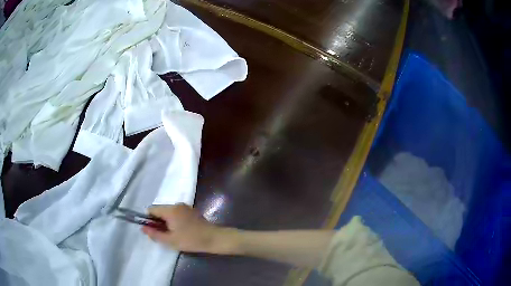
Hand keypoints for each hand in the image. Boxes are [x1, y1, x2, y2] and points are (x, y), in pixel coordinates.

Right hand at [142, 204, 237, 253]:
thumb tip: (143, 228)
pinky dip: (175, 220)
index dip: (149, 219)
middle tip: (164, 234)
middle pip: (160, 210)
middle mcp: (177, 204)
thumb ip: (154, 234)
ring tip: (173, 234)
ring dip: (167, 221)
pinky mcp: (191, 211)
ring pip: (169, 212)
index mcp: (170, 210)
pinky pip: (177, 213)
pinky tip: (181, 230)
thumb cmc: (190, 240)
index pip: (151, 209)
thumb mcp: (170, 240)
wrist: (214, 238)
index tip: (153, 230)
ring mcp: (185, 207)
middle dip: (158, 221)